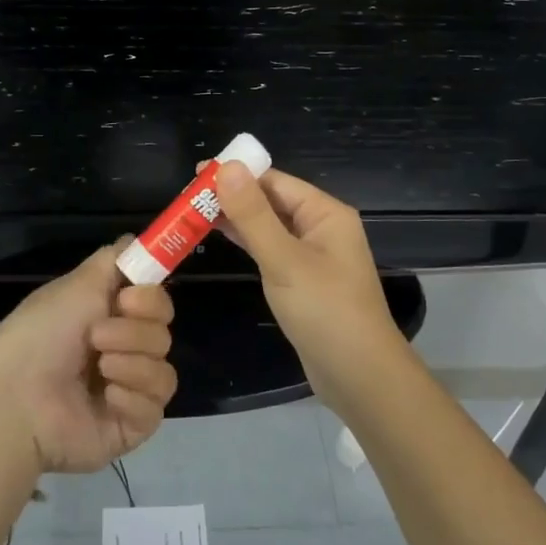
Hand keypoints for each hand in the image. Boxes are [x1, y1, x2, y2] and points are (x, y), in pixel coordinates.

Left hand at [0, 241, 177, 475]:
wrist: (16, 398)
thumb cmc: (41, 333)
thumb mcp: (77, 284)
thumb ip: (115, 259)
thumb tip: (136, 240)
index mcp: (110, 318)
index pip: (157, 304)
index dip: (151, 299)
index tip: (127, 299)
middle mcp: (122, 351)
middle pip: (163, 333)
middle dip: (134, 332)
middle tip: (97, 336)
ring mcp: (127, 391)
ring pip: (164, 370)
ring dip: (132, 364)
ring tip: (99, 367)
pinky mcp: (129, 427)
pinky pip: (155, 406)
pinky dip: (131, 397)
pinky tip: (105, 397)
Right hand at [211, 162, 408, 400]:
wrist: (359, 377)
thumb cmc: (325, 312)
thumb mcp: (284, 260)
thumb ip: (253, 214)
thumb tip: (228, 167)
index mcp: (325, 213)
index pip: (275, 181)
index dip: (237, 174)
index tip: (196, 174)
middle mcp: (321, 228)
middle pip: (271, 200)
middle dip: (232, 195)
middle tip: (186, 196)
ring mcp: (312, 256)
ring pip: (268, 225)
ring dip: (235, 218)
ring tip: (193, 212)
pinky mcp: (302, 281)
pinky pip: (270, 249)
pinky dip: (245, 241)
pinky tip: (219, 237)